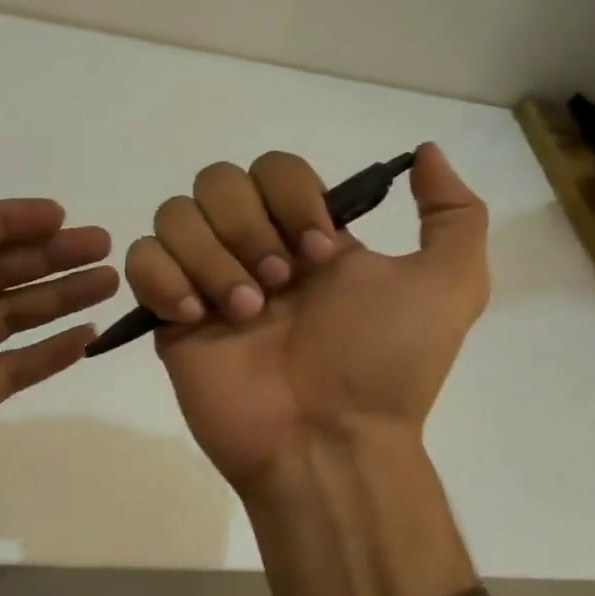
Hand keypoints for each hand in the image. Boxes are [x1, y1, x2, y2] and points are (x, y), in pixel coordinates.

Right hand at [123, 143, 489, 595]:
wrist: (330, 443)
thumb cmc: (385, 365)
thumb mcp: (451, 287)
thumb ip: (453, 214)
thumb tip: (426, 152)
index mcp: (308, 235)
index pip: (275, 168)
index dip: (291, 197)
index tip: (320, 254)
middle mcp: (256, 249)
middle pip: (218, 181)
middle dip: (248, 228)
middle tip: (279, 287)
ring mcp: (209, 280)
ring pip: (176, 214)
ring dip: (210, 258)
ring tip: (243, 314)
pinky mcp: (171, 316)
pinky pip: (141, 260)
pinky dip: (164, 279)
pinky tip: (197, 318)